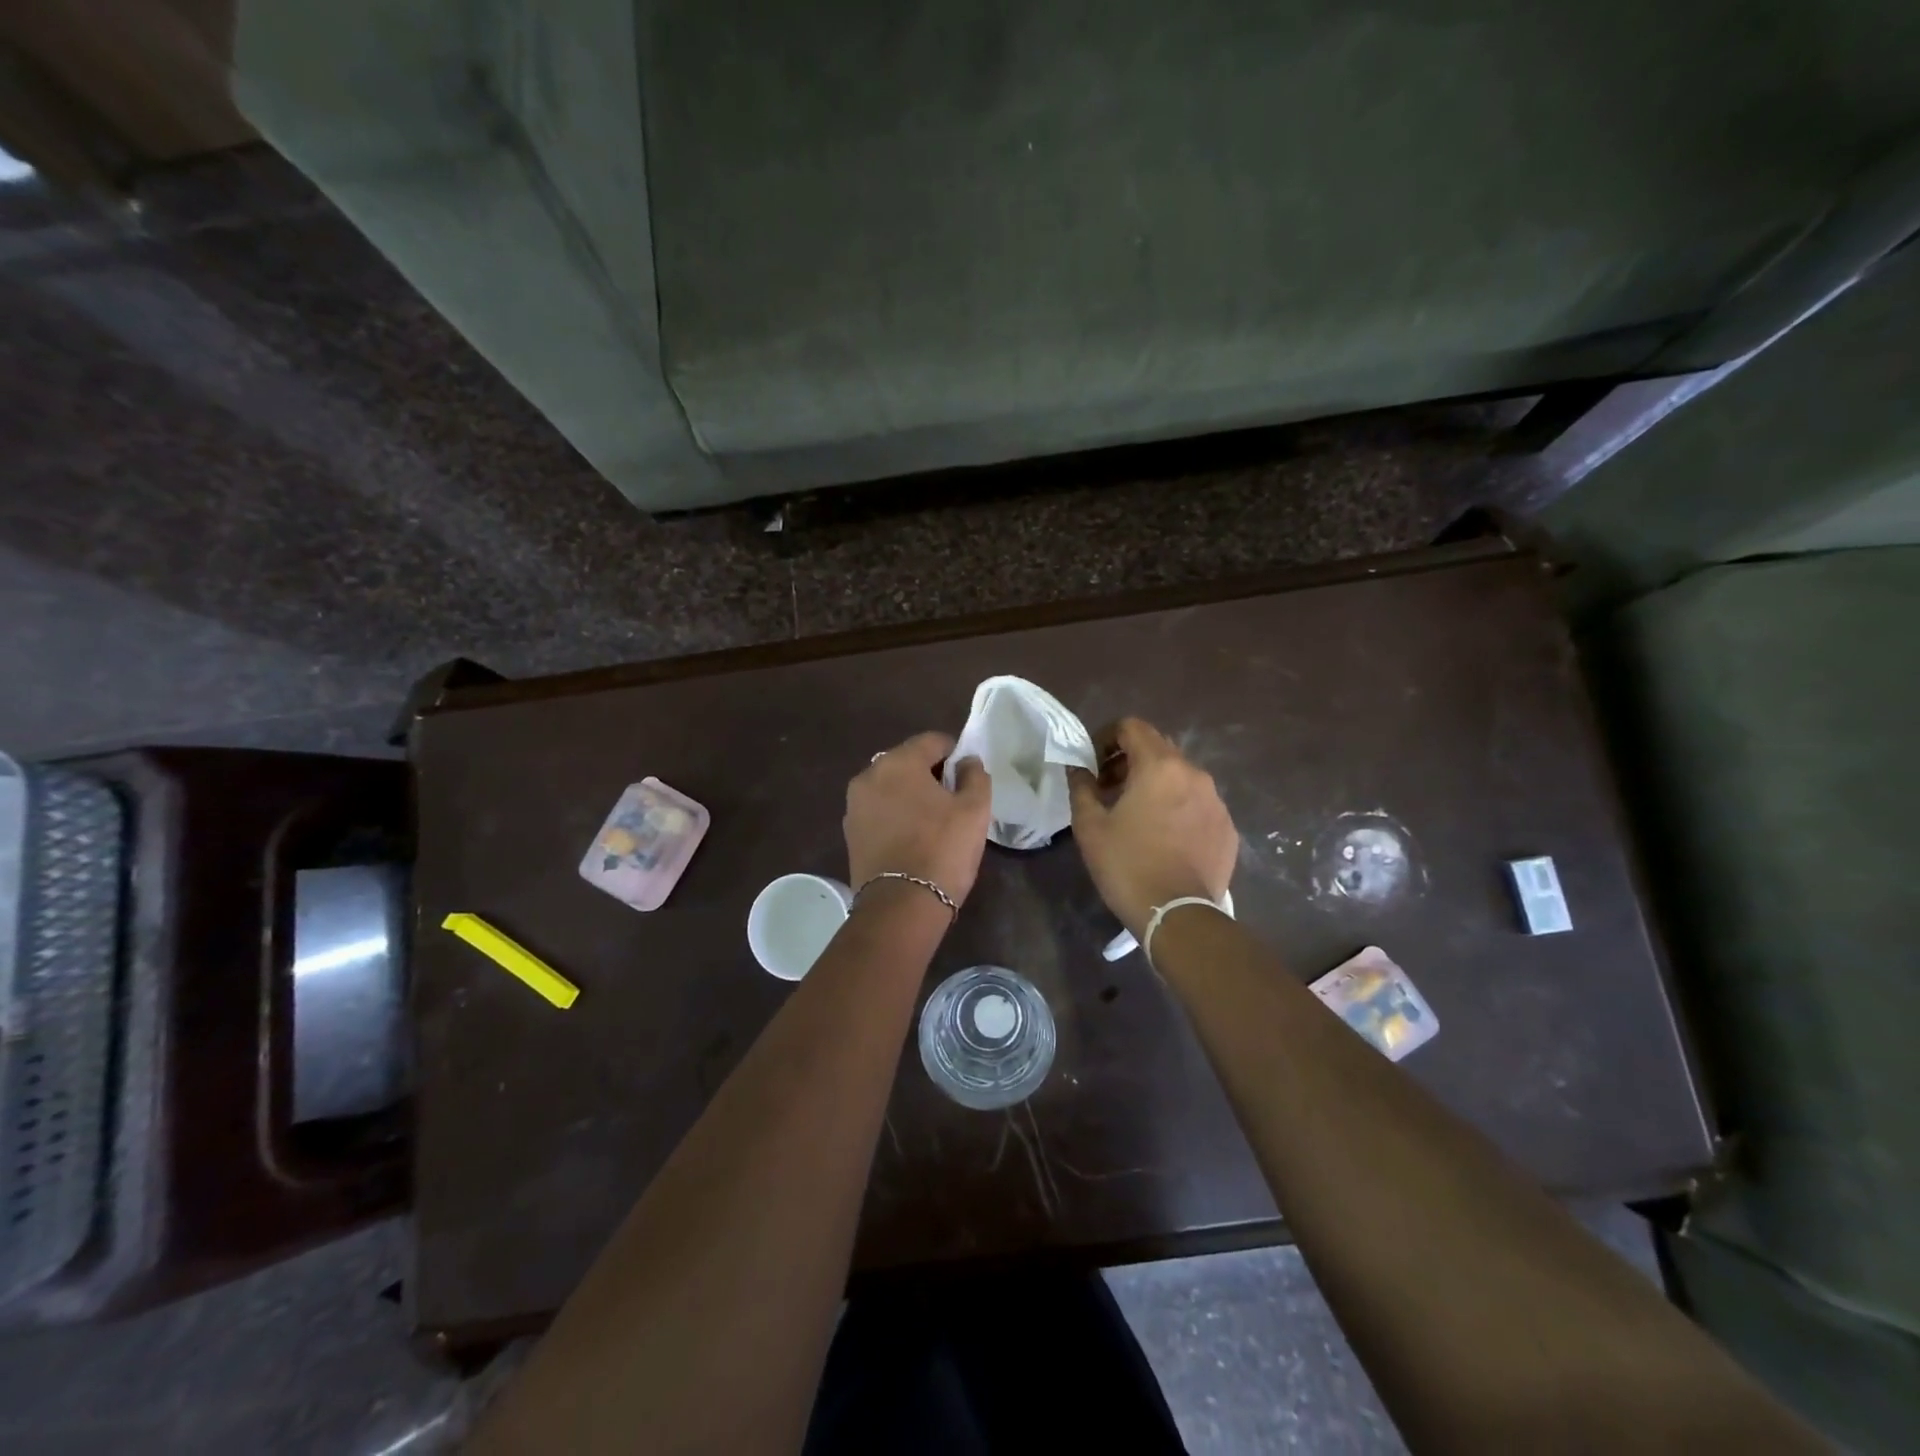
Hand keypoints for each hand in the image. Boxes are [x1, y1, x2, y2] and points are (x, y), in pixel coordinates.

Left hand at [845, 732, 992, 906]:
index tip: (968, 775)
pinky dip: (896, 815)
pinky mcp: (850, 833)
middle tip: (954, 799)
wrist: (900, 907)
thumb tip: (966, 762)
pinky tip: (913, 837)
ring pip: (891, 787)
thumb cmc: (942, 850)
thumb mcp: (975, 809)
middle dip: (930, 774)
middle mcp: (869, 775)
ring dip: (911, 795)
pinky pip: (879, 811)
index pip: (932, 741)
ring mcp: (855, 806)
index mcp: (898, 762)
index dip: (955, 753)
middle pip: (907, 762)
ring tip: (933, 820)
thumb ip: (975, 775)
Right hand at [1068, 718, 1237, 937]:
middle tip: (1109, 789)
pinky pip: (1198, 804)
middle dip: (1130, 761)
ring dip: (1155, 784)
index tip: (1094, 763)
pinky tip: (1164, 838)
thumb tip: (1078, 768)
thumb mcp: (1090, 826)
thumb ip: (1082, 787)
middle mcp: (1194, 774)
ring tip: (1136, 815)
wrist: (1178, 915)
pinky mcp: (1227, 828)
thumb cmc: (1127, 865)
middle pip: (1158, 748)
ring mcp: (1216, 801)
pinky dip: (1178, 808)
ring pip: (1180, 777)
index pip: (1132, 727)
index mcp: (1159, 766)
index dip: (1107, 737)